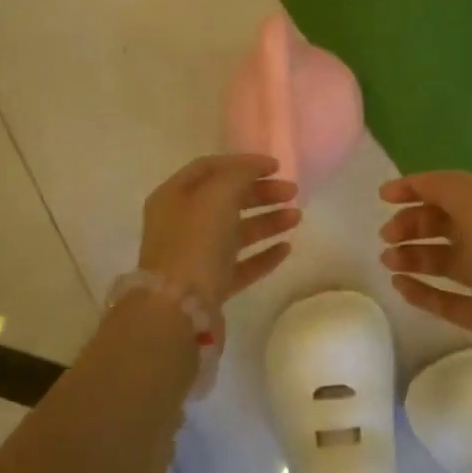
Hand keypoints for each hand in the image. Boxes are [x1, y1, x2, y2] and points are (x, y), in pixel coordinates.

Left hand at [139, 154, 300, 308]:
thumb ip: (239, 174)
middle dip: (261, 193)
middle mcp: (182, 223)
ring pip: (236, 232)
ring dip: (267, 221)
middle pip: (226, 199)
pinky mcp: (211, 286)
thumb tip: (255, 167)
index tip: (277, 166)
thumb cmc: (195, 241)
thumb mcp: (217, 195)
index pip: (210, 168)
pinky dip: (263, 254)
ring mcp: (196, 257)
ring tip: (297, 217)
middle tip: (292, 192)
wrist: (178, 309)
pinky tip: (286, 248)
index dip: (244, 163)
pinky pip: (241, 264)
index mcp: (174, 196)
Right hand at [380, 170, 471, 399]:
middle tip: (386, 236)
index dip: (418, 187)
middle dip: (414, 223)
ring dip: (415, 255)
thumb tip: (421, 184)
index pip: (454, 187)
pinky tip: (399, 287)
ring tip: (387, 261)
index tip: (383, 197)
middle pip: (448, 222)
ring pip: (446, 260)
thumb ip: (448, 190)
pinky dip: (423, 291)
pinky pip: (448, 298)